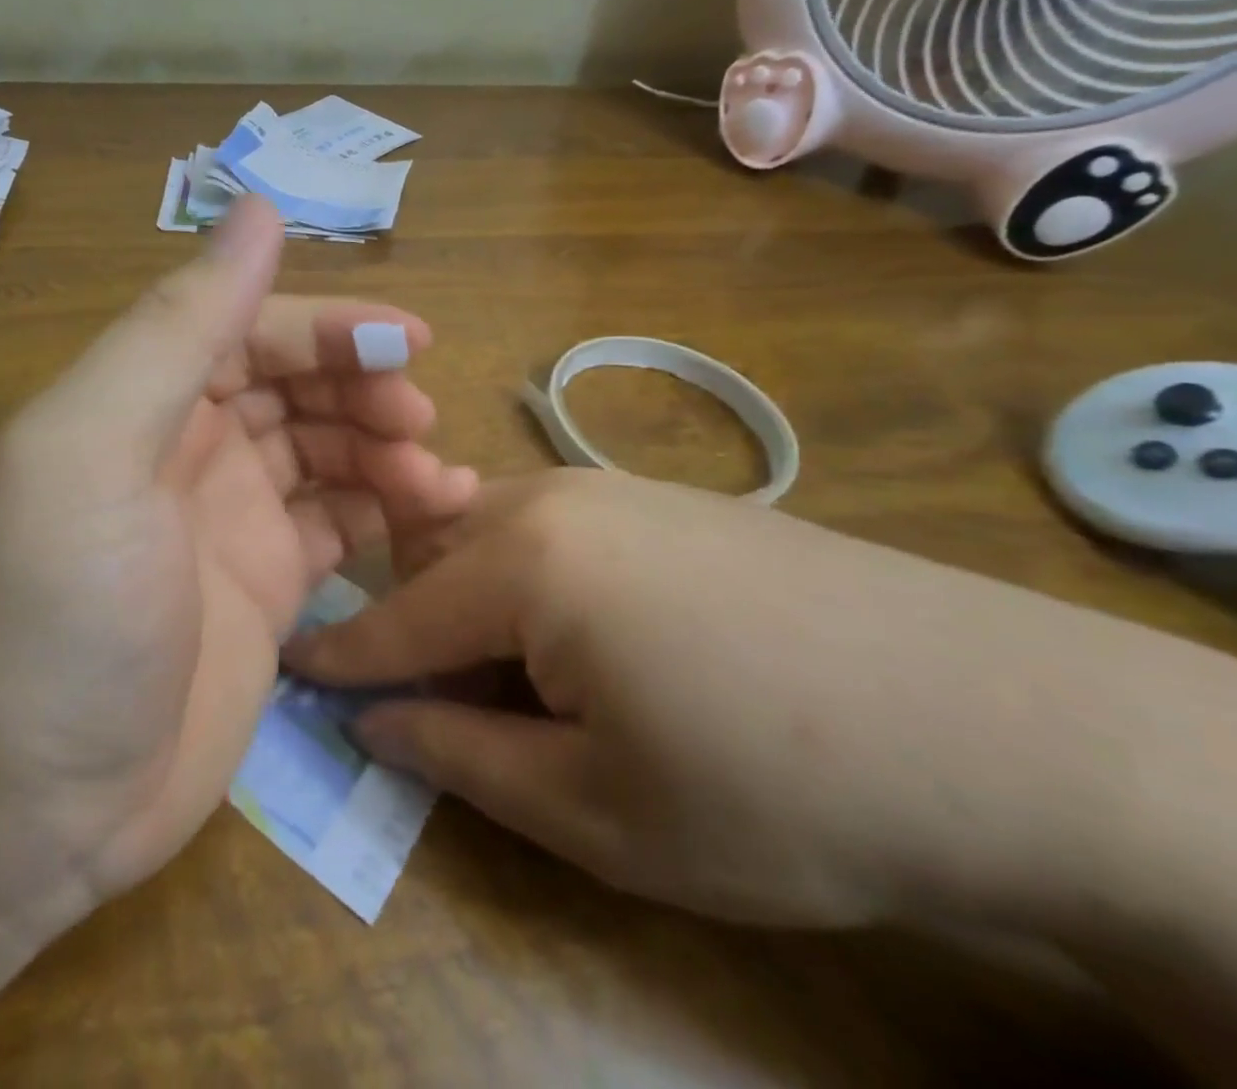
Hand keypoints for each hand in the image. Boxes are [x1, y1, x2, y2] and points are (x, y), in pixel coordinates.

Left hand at [0, 199, 477, 923]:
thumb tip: (256, 207)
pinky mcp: (263, 591)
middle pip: (294, 385)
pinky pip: (338, 527)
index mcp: (139, 399)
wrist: (19, 806)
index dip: (329, 326)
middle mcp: (185, 447)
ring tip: (441, 480)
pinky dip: (386, 512)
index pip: (248, 328)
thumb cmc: (52, 610)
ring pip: (326, 452)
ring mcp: (228, 522)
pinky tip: (433, 515)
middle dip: (363, 387)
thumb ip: (178, 327)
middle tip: (420, 419)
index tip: (410, 344)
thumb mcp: (95, 446)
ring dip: (386, 450)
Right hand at [286, 469, 1151, 933]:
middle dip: (407, 622)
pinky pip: (549, 525)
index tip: (291, 670)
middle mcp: (550, 496)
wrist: (1002, 726)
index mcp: (521, 559)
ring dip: (469, 596)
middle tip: (419, 694)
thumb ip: (459, 754)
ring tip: (505, 675)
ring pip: (488, 531)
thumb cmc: (774, 787)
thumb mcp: (594, 809)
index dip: (339, 654)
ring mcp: (612, 485)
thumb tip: (373, 721)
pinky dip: (524, 576)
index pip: (396, 615)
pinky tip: (579, 636)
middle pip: (433, 554)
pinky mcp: (662, 497)